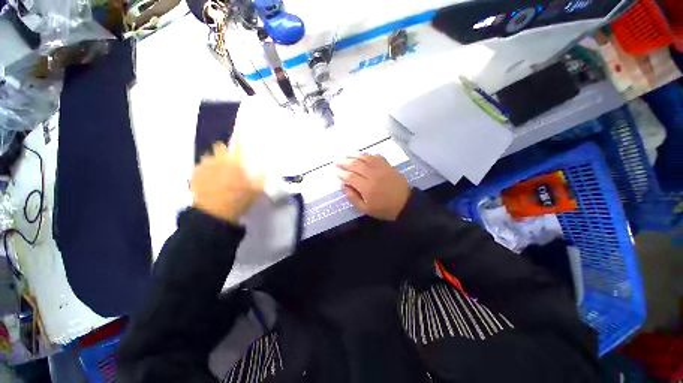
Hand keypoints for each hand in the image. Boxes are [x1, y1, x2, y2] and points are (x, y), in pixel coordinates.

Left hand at [190, 139, 263, 223]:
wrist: (215, 214)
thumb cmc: (238, 200)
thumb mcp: (255, 190)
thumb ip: (261, 177)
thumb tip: (266, 166)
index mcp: (234, 164)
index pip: (238, 146)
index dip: (240, 136)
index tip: (241, 128)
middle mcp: (218, 162)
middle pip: (219, 148)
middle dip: (224, 151)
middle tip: (228, 162)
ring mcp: (205, 168)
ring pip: (208, 158)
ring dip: (213, 161)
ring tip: (217, 173)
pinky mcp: (195, 176)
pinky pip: (199, 167)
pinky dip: (204, 170)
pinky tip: (207, 180)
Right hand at [337, 154, 410, 220]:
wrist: (405, 204)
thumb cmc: (384, 209)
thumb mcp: (365, 209)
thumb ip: (353, 197)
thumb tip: (344, 185)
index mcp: (367, 188)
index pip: (350, 177)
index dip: (342, 174)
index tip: (337, 173)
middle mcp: (373, 175)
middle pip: (356, 164)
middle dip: (344, 162)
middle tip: (337, 162)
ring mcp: (381, 168)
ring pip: (365, 158)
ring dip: (354, 155)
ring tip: (346, 155)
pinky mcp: (388, 166)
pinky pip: (376, 156)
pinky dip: (368, 155)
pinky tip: (363, 155)